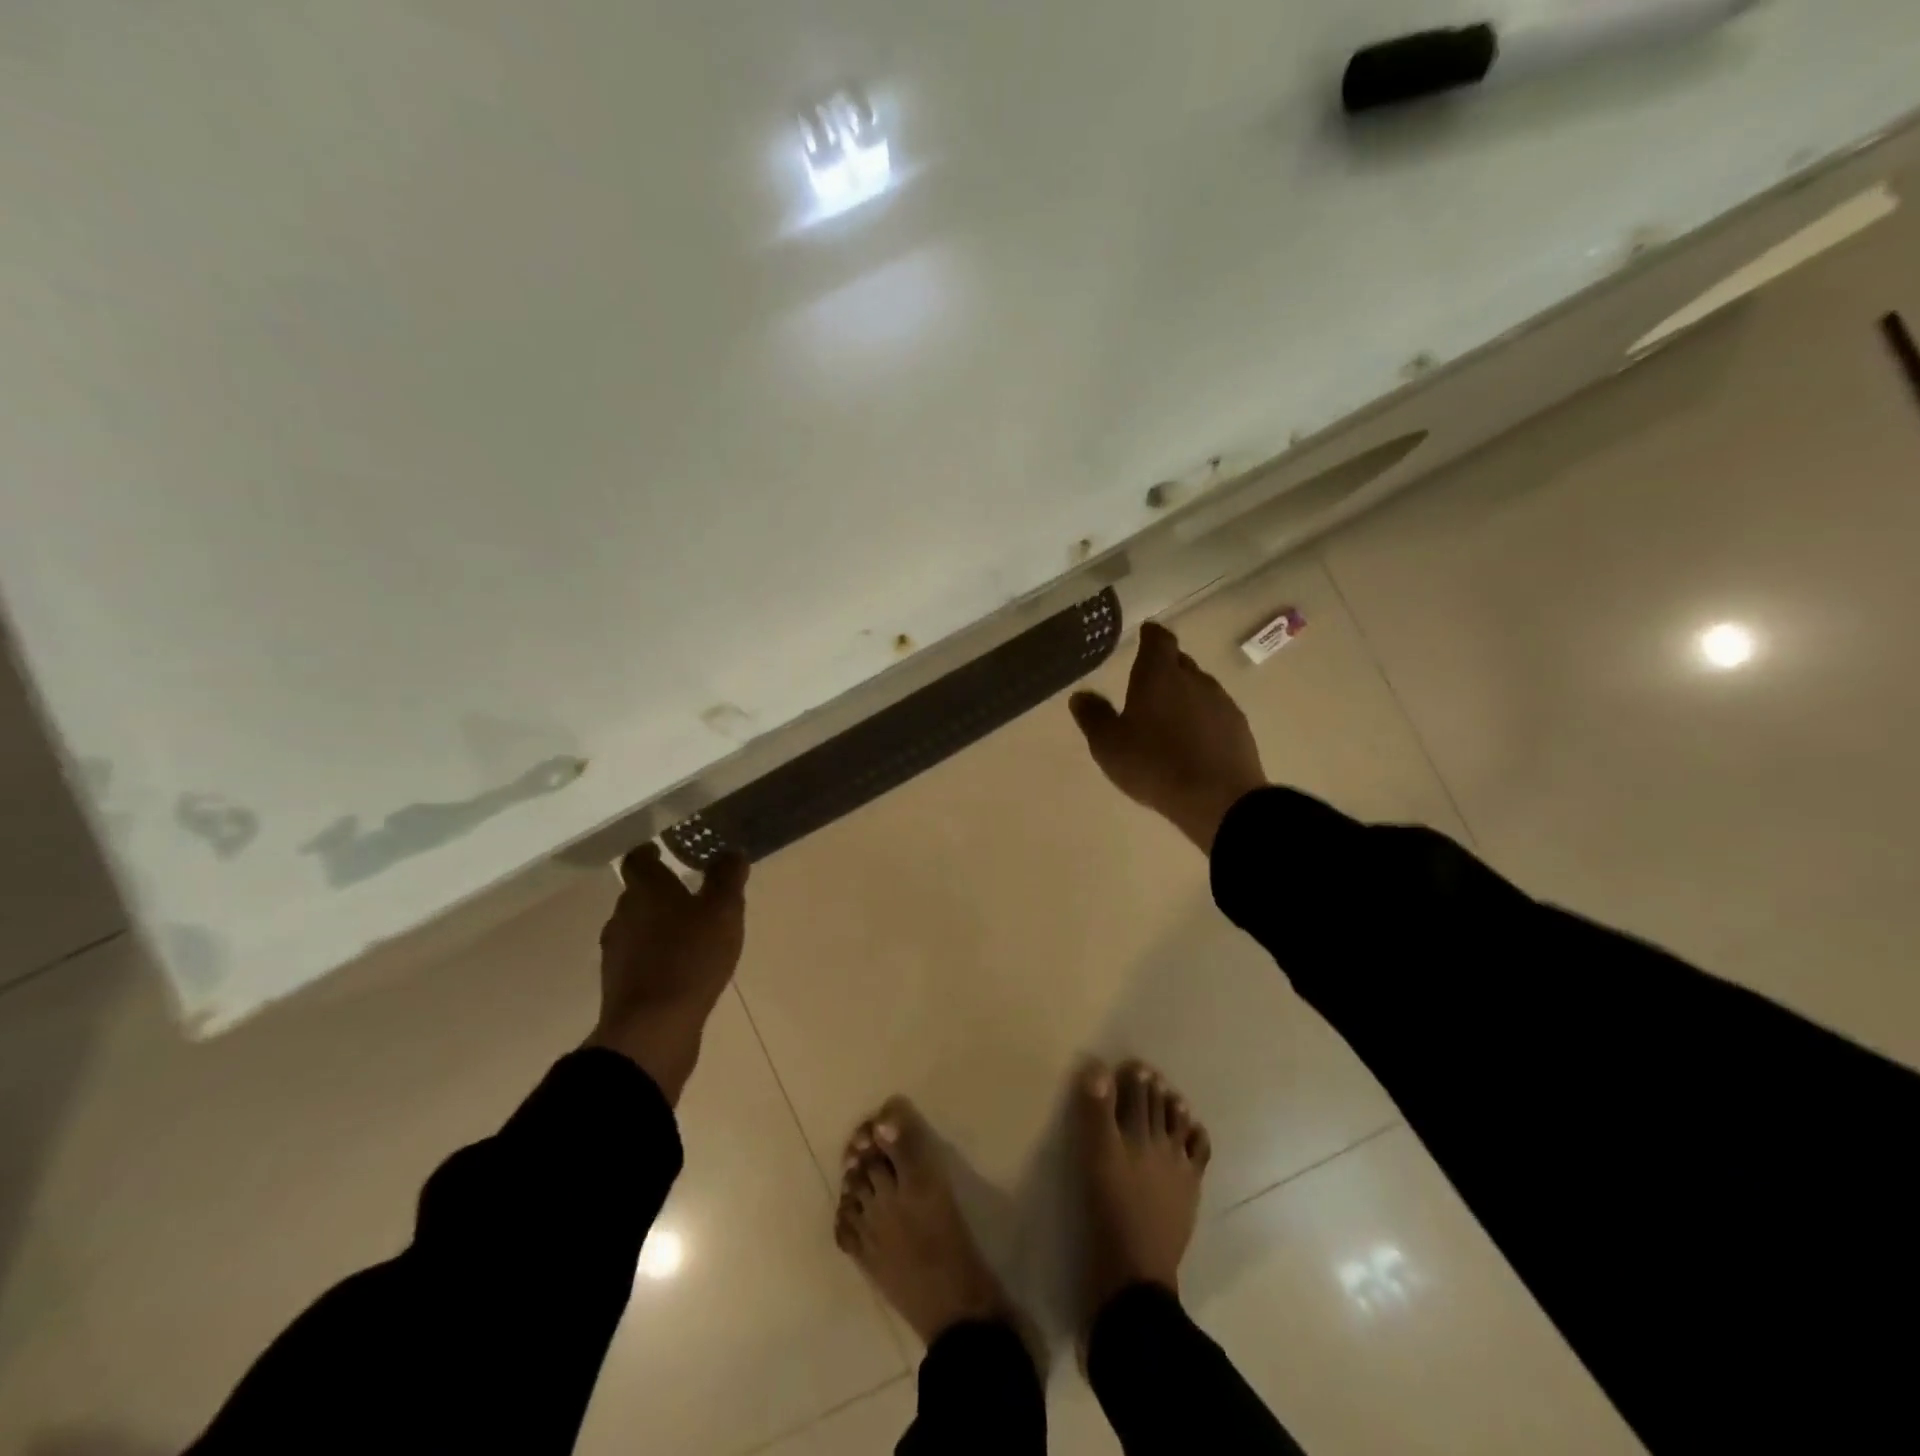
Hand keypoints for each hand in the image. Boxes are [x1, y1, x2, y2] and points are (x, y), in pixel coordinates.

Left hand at [584, 844, 748, 1104]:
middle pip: (637, 893)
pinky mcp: (620, 984)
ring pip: (637, 926)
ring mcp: (617, 952)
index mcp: (645, 890)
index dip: (650, 853)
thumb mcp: (723, 911)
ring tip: (689, 930)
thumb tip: (730, 851)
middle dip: (660, 890)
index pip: (638, 860)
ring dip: (658, 924)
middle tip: (690, 890)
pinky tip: (680, 965)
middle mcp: (623, 915)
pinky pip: (638, 957)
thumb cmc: (690, 958)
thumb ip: (727, 877)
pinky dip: (655, 954)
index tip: (664, 850)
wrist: (652, 1028)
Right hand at [1070, 621, 1268, 853]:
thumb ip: (1093, 716)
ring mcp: (1221, 703)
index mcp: (1159, 675)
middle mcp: (1194, 679)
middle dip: (1165, 668)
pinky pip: (1215, 713)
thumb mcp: (1108, 744)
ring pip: (1199, 688)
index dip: (1151, 635)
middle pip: (1180, 662)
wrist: (1217, 799)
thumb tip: (1080, 695)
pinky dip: (1202, 719)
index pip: (1159, 640)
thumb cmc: (1154, 764)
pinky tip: (1193, 741)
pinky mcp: (1239, 728)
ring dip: (1184, 695)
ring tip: (1169, 718)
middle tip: (1148, 685)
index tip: (1145, 635)